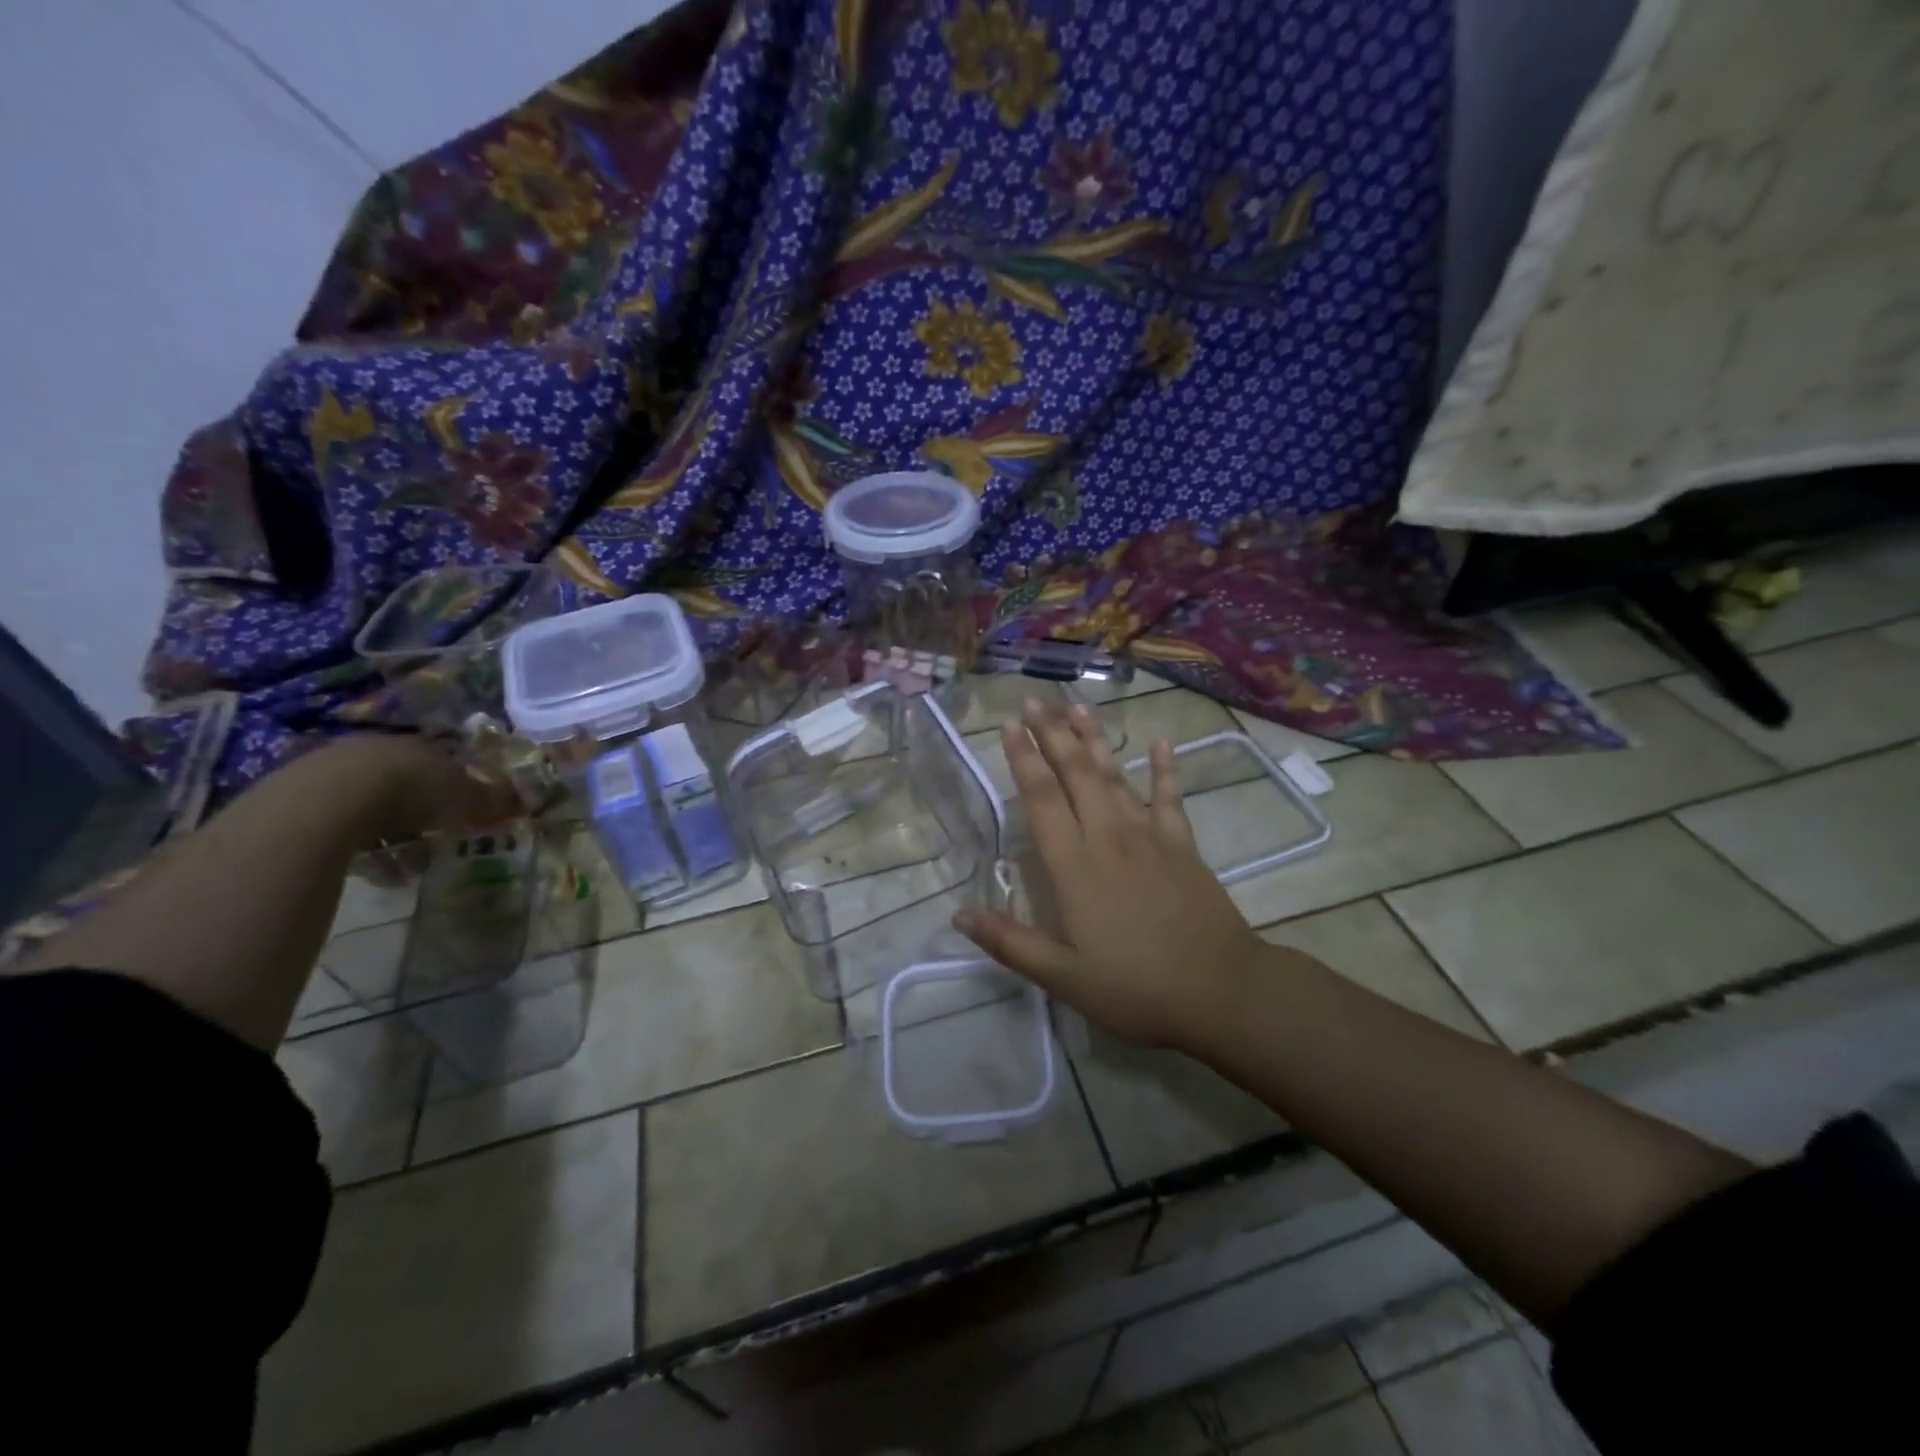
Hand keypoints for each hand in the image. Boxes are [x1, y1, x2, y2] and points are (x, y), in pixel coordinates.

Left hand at [300, 735, 520, 848]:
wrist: (328, 801)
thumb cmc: (410, 790)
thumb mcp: (463, 796)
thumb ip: (494, 798)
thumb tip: (532, 800)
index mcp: (415, 746)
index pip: (442, 763)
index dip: (457, 788)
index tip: (466, 813)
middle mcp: (376, 752)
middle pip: (406, 784)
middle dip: (423, 815)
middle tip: (437, 842)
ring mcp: (332, 773)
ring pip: (373, 807)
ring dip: (394, 837)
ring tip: (408, 867)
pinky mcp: (298, 801)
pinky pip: (343, 827)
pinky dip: (364, 849)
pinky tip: (376, 872)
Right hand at [953, 701, 1268, 1049]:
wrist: (1220, 991)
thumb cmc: (1136, 988)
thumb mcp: (1063, 977)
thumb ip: (1009, 943)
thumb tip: (958, 914)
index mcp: (1074, 866)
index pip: (1041, 800)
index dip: (1023, 760)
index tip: (1008, 726)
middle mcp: (1108, 837)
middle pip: (1075, 774)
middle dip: (1052, 735)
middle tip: (1034, 702)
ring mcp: (1149, 837)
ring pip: (1115, 775)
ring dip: (1095, 739)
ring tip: (1078, 707)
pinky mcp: (1182, 845)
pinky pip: (1169, 798)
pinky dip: (1165, 769)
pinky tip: (1161, 742)